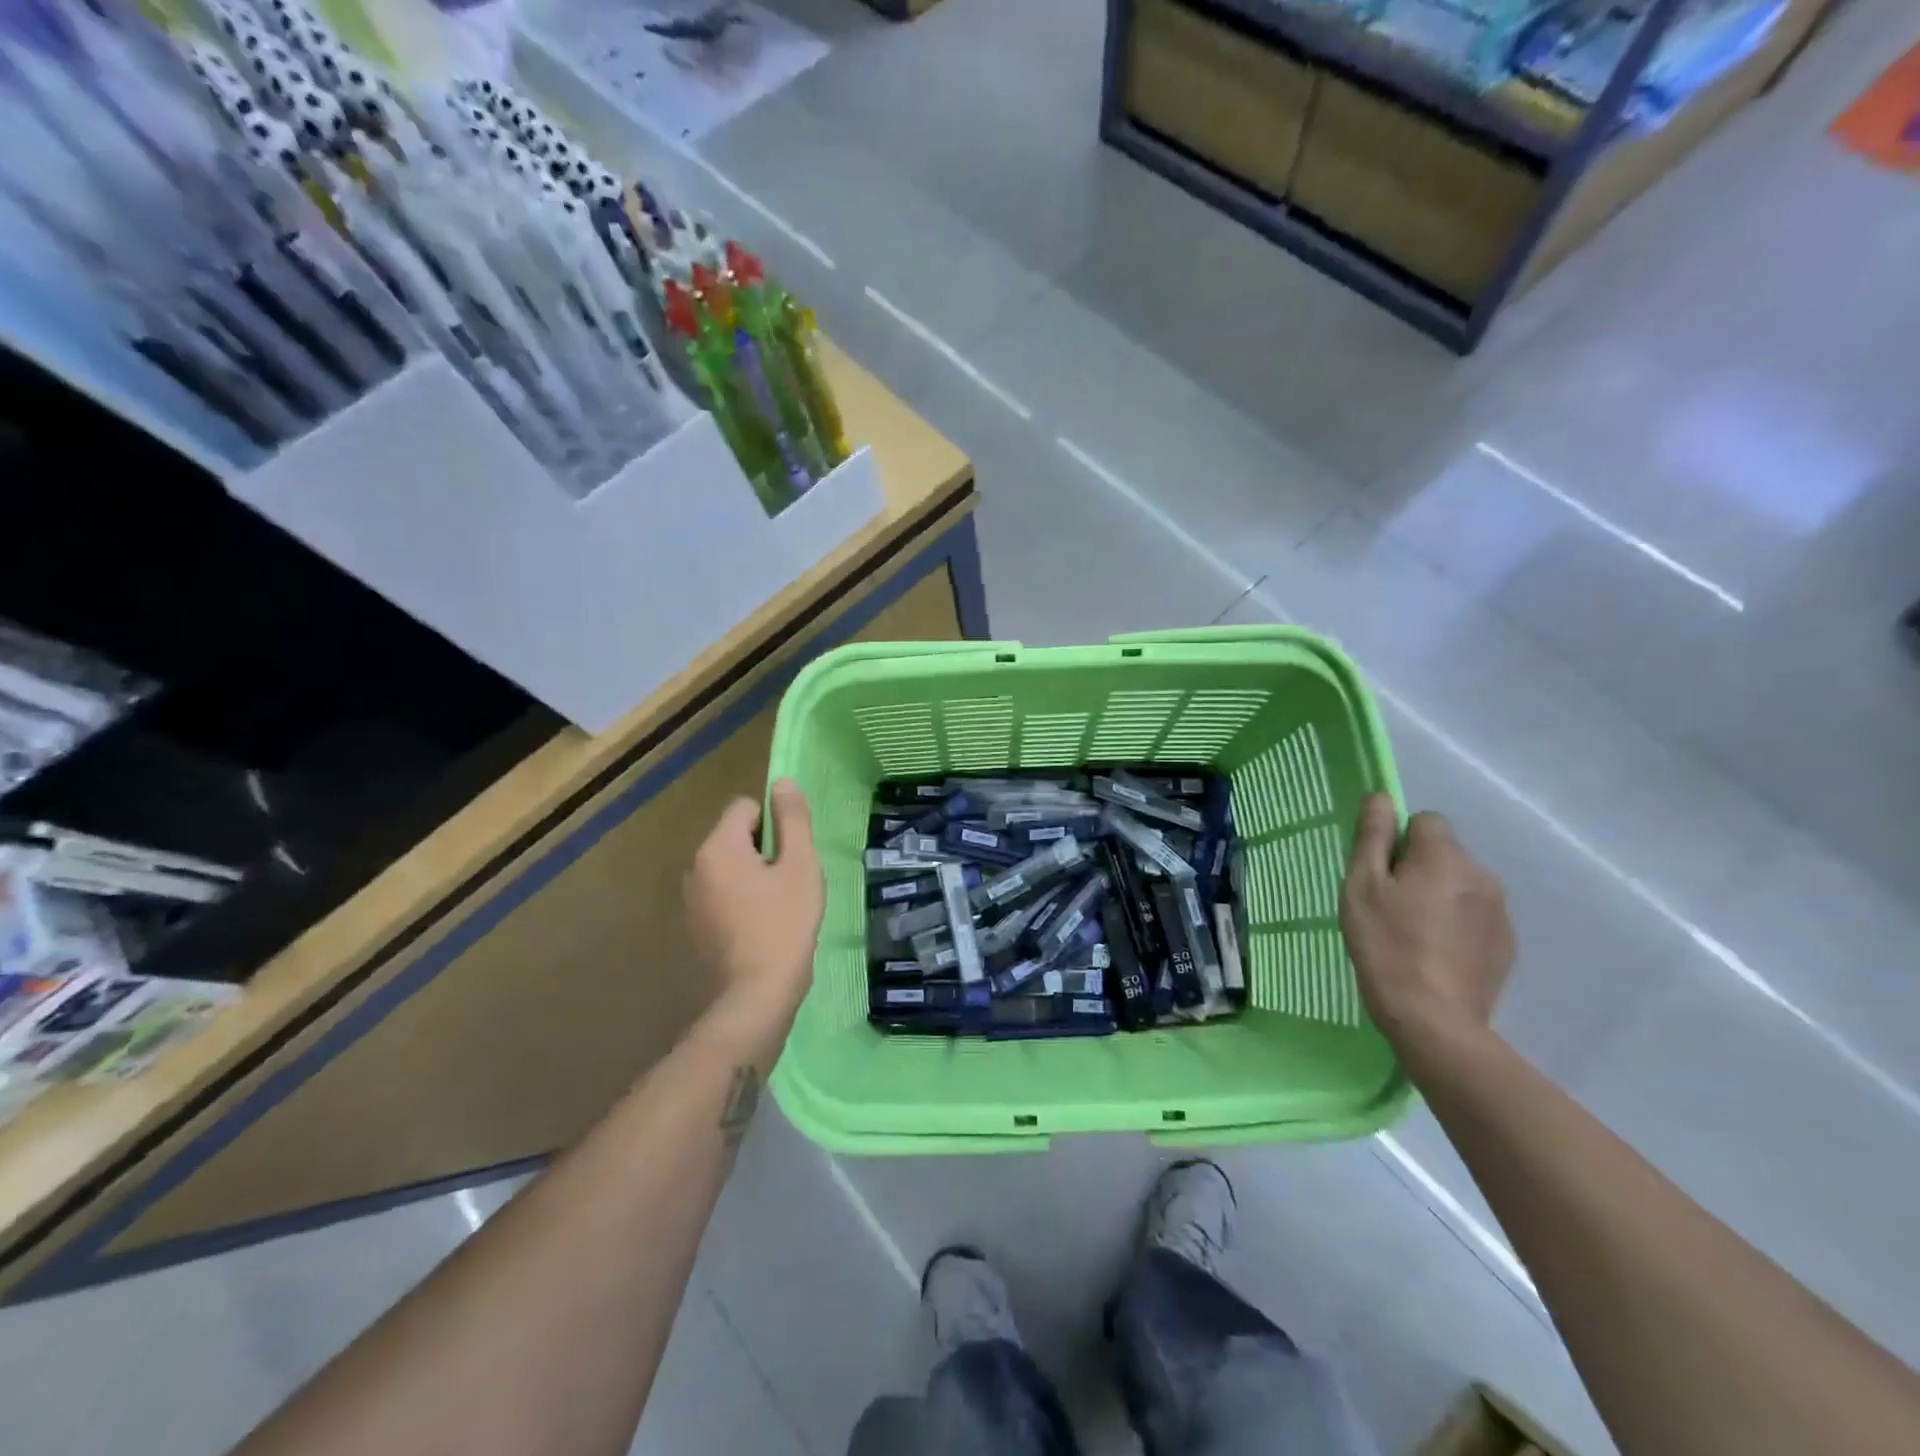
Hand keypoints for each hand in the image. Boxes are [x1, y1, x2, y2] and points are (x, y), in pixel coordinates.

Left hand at [685, 779, 823, 1031]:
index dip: (775, 824)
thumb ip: (792, 819)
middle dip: (764, 850)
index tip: (792, 855)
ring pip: (729, 867)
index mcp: (718, 846)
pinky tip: (761, 927)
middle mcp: (695, 866)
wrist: (756, 994)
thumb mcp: (801, 865)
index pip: (746, 807)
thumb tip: (782, 782)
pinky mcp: (694, 925)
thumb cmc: (785, 923)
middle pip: (735, 836)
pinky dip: (740, 900)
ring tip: (778, 906)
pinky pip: (721, 894)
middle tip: (790, 882)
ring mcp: (691, 899)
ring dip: (753, 876)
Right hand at [1339, 794, 1513, 1061]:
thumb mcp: (1362, 886)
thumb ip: (1372, 837)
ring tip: (1412, 933)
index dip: (1398, 841)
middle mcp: (1481, 875)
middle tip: (1390, 906)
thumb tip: (1381, 797)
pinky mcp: (1506, 945)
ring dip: (1438, 896)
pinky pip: (1475, 916)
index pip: (1425, 821)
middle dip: (1419, 869)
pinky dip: (1455, 924)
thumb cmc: (1386, 945)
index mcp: (1445, 857)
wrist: (1434, 1020)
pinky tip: (1435, 954)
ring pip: (1461, 885)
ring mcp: (1500, 912)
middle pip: (1444, 853)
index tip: (1380, 873)